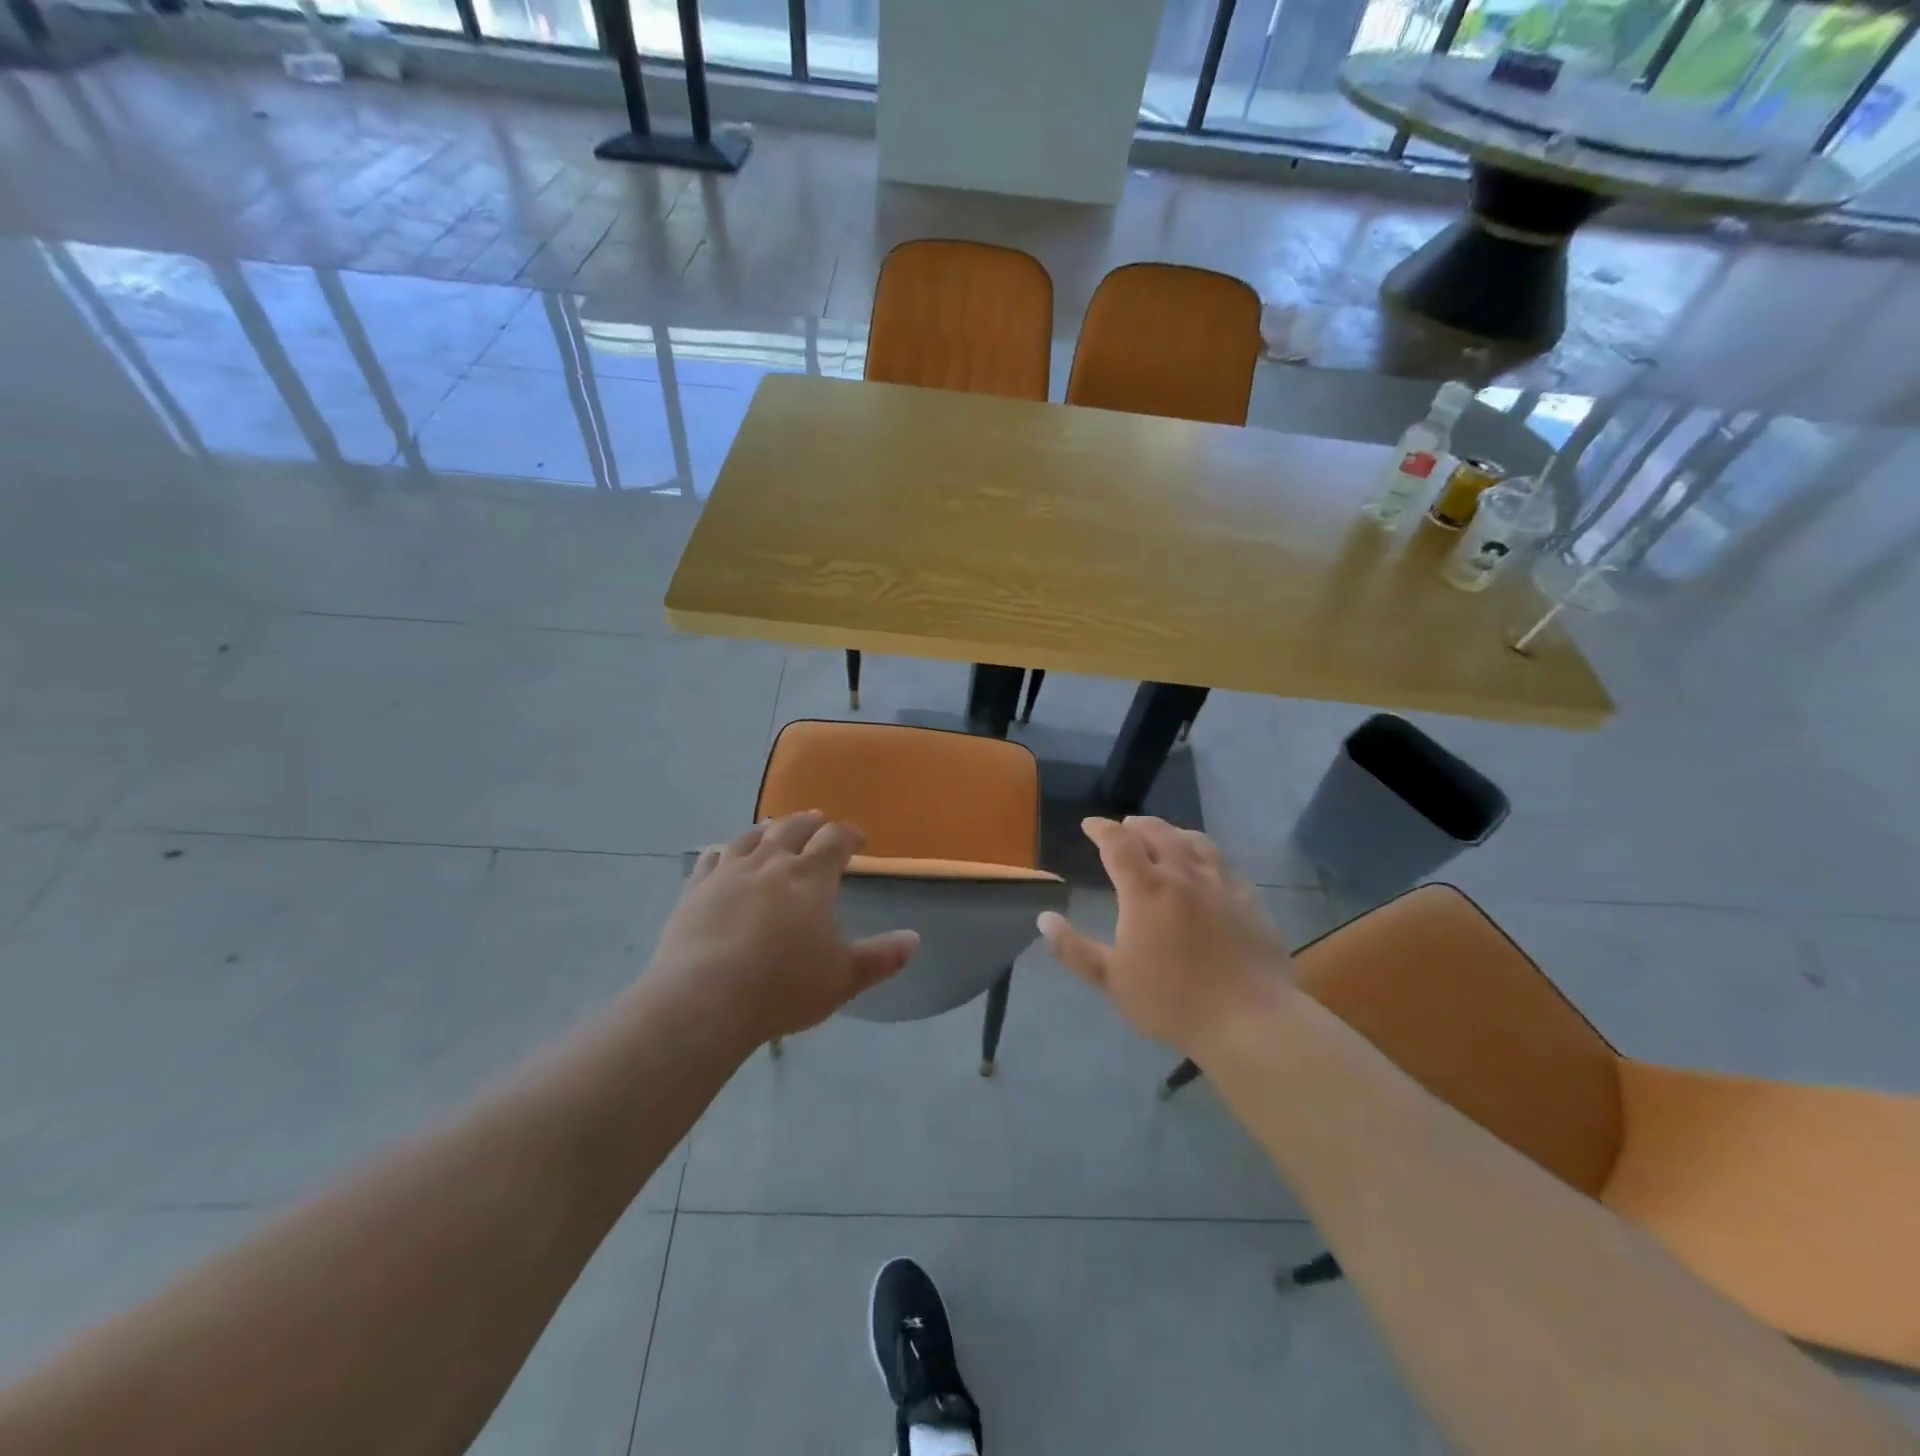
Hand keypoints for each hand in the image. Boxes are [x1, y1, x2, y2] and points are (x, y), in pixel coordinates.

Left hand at [646, 812, 919, 1049]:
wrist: (704, 999)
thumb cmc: (782, 988)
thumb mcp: (843, 978)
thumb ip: (881, 957)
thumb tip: (915, 940)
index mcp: (811, 878)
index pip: (835, 840)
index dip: (850, 834)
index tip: (859, 840)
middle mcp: (771, 863)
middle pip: (793, 828)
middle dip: (810, 823)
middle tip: (818, 823)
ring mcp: (729, 872)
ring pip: (752, 836)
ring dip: (768, 829)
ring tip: (774, 828)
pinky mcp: (695, 888)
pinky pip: (711, 858)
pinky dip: (723, 851)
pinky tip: (722, 854)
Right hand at [1039, 816, 1292, 1052]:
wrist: (1249, 1018)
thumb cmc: (1172, 1000)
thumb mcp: (1112, 980)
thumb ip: (1074, 949)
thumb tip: (1044, 918)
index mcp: (1146, 889)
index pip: (1118, 843)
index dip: (1101, 829)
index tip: (1089, 825)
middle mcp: (1182, 874)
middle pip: (1157, 832)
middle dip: (1135, 825)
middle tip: (1124, 828)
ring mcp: (1220, 884)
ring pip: (1193, 841)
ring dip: (1171, 832)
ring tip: (1163, 836)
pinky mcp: (1248, 899)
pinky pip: (1222, 862)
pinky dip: (1204, 853)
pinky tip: (1205, 866)